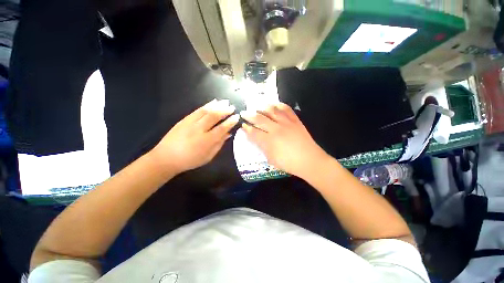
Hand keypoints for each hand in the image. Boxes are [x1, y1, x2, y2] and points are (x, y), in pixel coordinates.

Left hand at [151, 99, 239, 174]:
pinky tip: (212, 102)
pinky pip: (197, 110)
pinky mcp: (184, 120)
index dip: (230, 122)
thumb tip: (228, 134)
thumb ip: (219, 144)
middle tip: (232, 107)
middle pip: (214, 117)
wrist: (167, 158)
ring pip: (206, 111)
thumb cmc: (190, 160)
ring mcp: (190, 123)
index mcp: (206, 140)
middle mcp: (199, 129)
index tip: (236, 117)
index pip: (221, 128)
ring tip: (225, 102)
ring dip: (217, 105)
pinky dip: (206, 105)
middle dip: (224, 111)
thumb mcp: (208, 156)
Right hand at [240, 103, 329, 177]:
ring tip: (257, 106)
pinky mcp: (295, 121)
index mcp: (269, 141)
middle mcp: (276, 129)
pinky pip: (287, 110)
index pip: (254, 132)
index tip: (242, 126)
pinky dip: (280, 105)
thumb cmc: (289, 163)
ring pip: (272, 111)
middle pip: (260, 119)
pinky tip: (275, 104)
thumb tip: (255, 139)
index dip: (246, 129)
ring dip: (262, 107)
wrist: (309, 160)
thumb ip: (262, 148)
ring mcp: (286, 123)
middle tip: (244, 113)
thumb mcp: (271, 159)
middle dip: (249, 115)